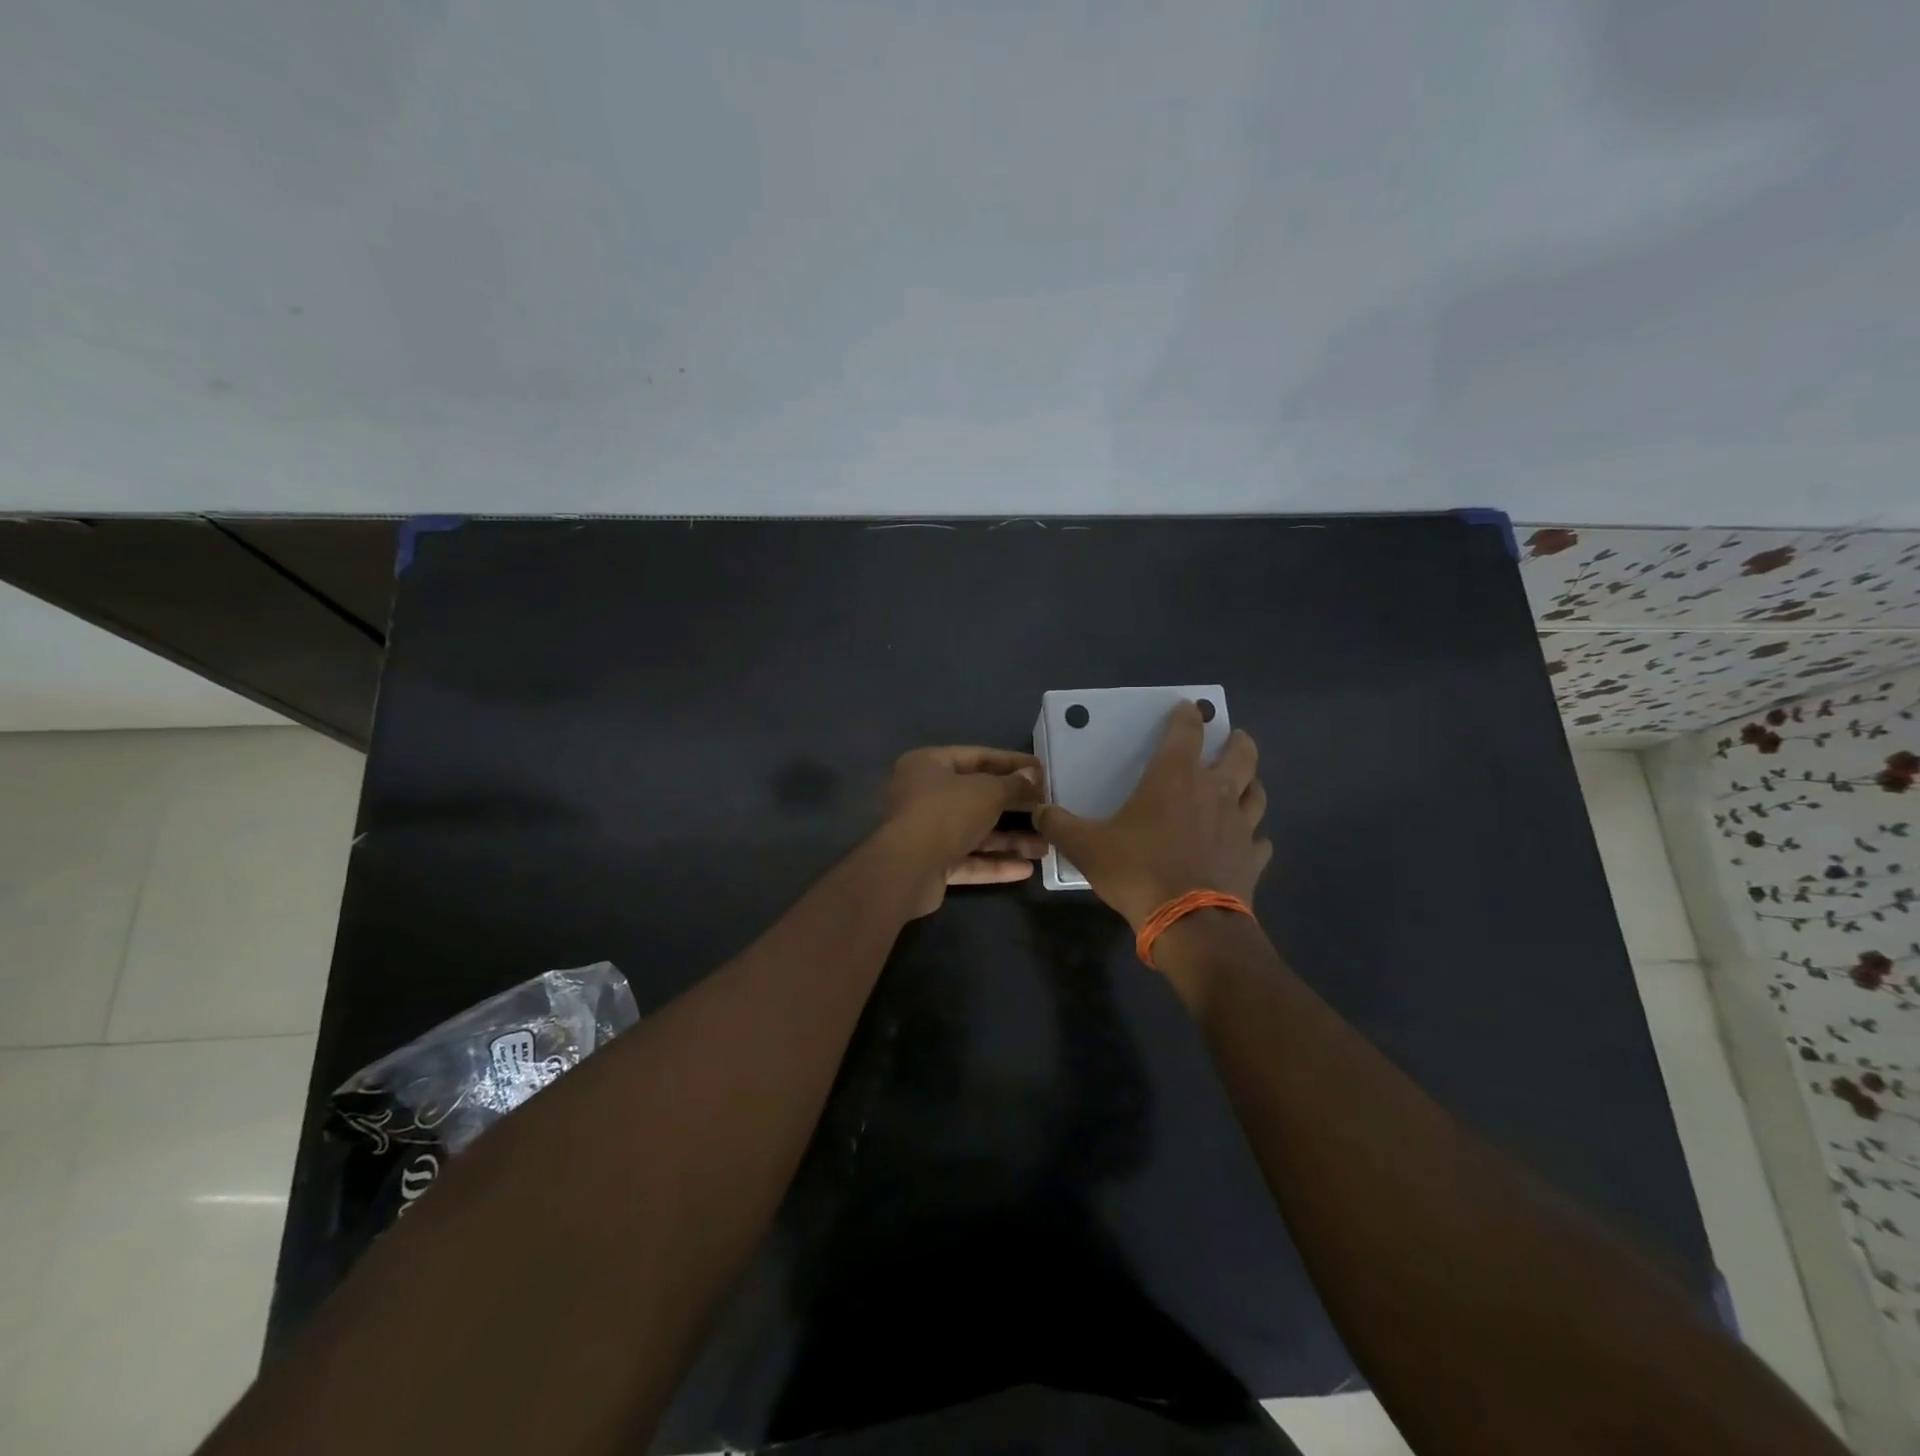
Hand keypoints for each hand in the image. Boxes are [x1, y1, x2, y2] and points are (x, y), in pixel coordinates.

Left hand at [880, 746, 1046, 916]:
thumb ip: (1013, 785)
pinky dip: (995, 863)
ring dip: (1010, 840)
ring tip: (1046, 846)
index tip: (1041, 770)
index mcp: (928, 765)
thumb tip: (1033, 777)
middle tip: (1047, 809)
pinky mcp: (931, 863)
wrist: (906, 869)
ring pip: (975, 832)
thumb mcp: (987, 792)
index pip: (977, 757)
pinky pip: (968, 859)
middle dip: (1014, 806)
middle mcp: (924, 795)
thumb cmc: (946, 813)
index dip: (1011, 762)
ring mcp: (926, 831)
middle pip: (977, 796)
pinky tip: (1026, 869)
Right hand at [1035, 702, 1269, 931]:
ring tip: (1242, 784)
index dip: (1187, 714)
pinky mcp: (1252, 858)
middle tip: (1230, 738)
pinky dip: (1254, 837)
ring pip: (1257, 792)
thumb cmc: (1138, 871)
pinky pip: (1259, 840)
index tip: (1186, 708)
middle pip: (1241, 753)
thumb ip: (1059, 825)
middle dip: (1237, 740)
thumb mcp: (1086, 847)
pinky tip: (1245, 842)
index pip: (1186, 730)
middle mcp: (1214, 791)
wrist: (1189, 923)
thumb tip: (1038, 810)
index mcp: (1175, 777)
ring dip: (1251, 783)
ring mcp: (1240, 825)